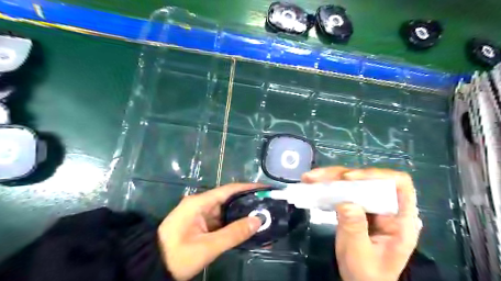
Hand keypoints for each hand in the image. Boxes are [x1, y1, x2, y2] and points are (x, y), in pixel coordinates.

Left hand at [159, 183, 262, 278]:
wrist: (151, 267)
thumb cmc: (177, 255)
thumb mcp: (207, 247)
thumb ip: (233, 234)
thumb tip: (257, 221)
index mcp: (199, 203)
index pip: (228, 190)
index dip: (248, 187)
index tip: (265, 188)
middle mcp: (201, 204)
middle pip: (229, 199)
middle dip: (248, 201)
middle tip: (267, 204)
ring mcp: (201, 214)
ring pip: (226, 211)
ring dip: (242, 214)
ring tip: (262, 215)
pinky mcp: (201, 224)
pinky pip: (221, 221)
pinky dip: (233, 224)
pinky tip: (246, 227)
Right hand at [301, 167, 421, 280]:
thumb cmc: (367, 273)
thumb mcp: (360, 253)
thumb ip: (355, 228)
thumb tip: (345, 202)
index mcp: (400, 219)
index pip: (398, 183)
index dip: (376, 175)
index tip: (349, 178)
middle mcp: (386, 207)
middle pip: (368, 178)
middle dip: (341, 174)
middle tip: (318, 177)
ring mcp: (370, 205)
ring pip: (352, 182)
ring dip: (330, 178)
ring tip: (309, 178)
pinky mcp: (356, 206)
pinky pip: (343, 191)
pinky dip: (327, 186)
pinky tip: (312, 185)